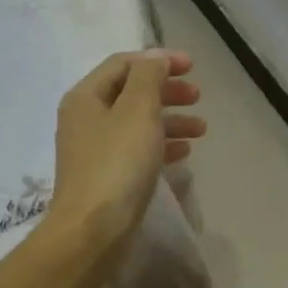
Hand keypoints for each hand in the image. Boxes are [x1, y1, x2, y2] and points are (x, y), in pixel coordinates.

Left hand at [47, 50, 204, 251]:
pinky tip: (184, 153)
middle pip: (131, 92)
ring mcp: (95, 150)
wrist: (93, 231)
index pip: (124, 64)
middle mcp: (86, 119)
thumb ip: (148, 77)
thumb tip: (155, 57)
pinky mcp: (106, 176)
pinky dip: (161, 145)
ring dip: (170, 120)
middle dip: (167, 90)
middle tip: (198, 96)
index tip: (192, 67)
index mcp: (86, 97)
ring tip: (201, 129)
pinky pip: (137, 150)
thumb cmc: (117, 164)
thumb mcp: (137, 111)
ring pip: (137, 123)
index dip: (158, 60)